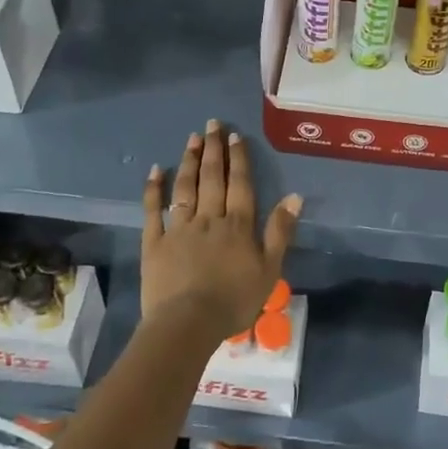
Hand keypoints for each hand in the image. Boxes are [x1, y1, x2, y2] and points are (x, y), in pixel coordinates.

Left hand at [141, 119, 302, 343]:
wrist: (188, 323)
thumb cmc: (233, 300)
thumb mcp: (270, 269)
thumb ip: (280, 231)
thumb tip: (294, 196)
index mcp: (238, 225)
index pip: (240, 184)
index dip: (239, 159)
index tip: (236, 136)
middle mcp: (209, 218)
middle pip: (212, 178)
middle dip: (214, 149)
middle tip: (212, 124)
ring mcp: (179, 228)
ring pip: (185, 187)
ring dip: (189, 161)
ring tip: (192, 139)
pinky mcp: (154, 242)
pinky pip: (153, 210)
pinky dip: (154, 189)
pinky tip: (156, 170)